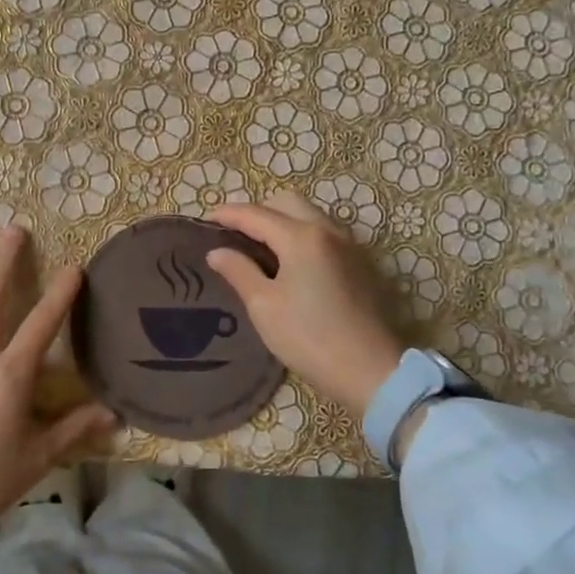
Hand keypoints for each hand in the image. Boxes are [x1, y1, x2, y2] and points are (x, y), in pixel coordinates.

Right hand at [206, 192, 405, 417]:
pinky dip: (301, 235)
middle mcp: (328, 231)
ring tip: (259, 246)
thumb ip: (239, 271)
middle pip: (287, 203)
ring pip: (309, 215)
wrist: (370, 370)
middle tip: (234, 233)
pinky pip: (324, 233)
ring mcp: (349, 245)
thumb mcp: (263, 306)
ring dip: (282, 220)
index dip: (227, 214)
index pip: (256, 214)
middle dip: (258, 210)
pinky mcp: (360, 264)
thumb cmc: (308, 337)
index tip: (205, 220)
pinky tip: (289, 262)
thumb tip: (217, 251)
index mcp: (301, 237)